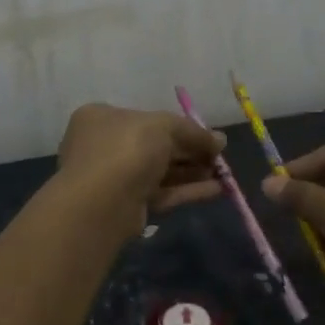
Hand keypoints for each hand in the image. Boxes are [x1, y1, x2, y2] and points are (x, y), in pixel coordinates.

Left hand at [56, 104, 223, 219]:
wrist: (101, 203)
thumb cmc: (127, 148)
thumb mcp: (163, 126)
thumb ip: (192, 131)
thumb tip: (220, 140)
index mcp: (102, 118)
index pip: (144, 118)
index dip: (177, 125)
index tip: (204, 134)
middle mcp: (104, 146)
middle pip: (154, 145)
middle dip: (189, 150)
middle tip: (219, 155)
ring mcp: (114, 178)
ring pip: (159, 171)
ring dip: (191, 171)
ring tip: (223, 173)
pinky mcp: (126, 206)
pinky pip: (161, 193)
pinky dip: (186, 190)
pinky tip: (216, 190)